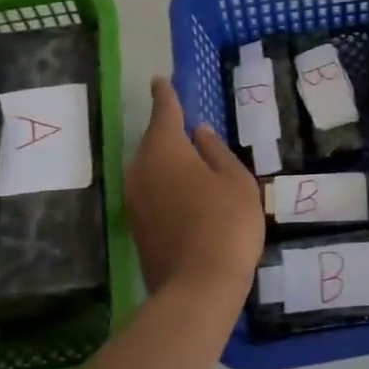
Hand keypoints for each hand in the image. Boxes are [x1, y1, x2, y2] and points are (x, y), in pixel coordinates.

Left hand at [124, 77, 264, 300]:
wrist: (197, 288)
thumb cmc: (225, 223)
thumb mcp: (235, 181)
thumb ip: (216, 152)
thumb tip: (200, 134)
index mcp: (165, 149)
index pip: (164, 111)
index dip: (165, 94)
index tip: (160, 80)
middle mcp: (140, 168)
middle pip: (155, 141)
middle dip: (170, 133)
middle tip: (191, 131)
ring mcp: (133, 199)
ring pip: (151, 168)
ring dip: (168, 163)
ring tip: (194, 167)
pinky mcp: (135, 226)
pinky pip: (151, 192)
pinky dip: (166, 187)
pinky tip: (187, 197)